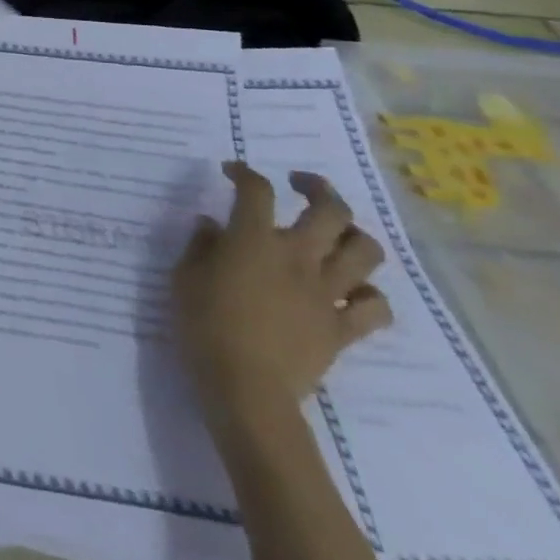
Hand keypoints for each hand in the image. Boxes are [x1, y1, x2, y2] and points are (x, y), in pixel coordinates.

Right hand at [172, 162, 392, 430]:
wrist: (246, 388)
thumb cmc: (204, 324)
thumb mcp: (184, 277)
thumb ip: (201, 246)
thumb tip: (213, 226)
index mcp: (254, 240)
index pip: (256, 190)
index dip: (245, 173)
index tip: (232, 172)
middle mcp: (298, 257)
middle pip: (330, 210)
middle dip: (318, 188)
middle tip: (300, 184)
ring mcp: (327, 294)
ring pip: (365, 252)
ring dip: (353, 235)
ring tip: (334, 233)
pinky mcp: (344, 330)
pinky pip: (375, 307)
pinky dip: (368, 294)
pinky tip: (350, 292)